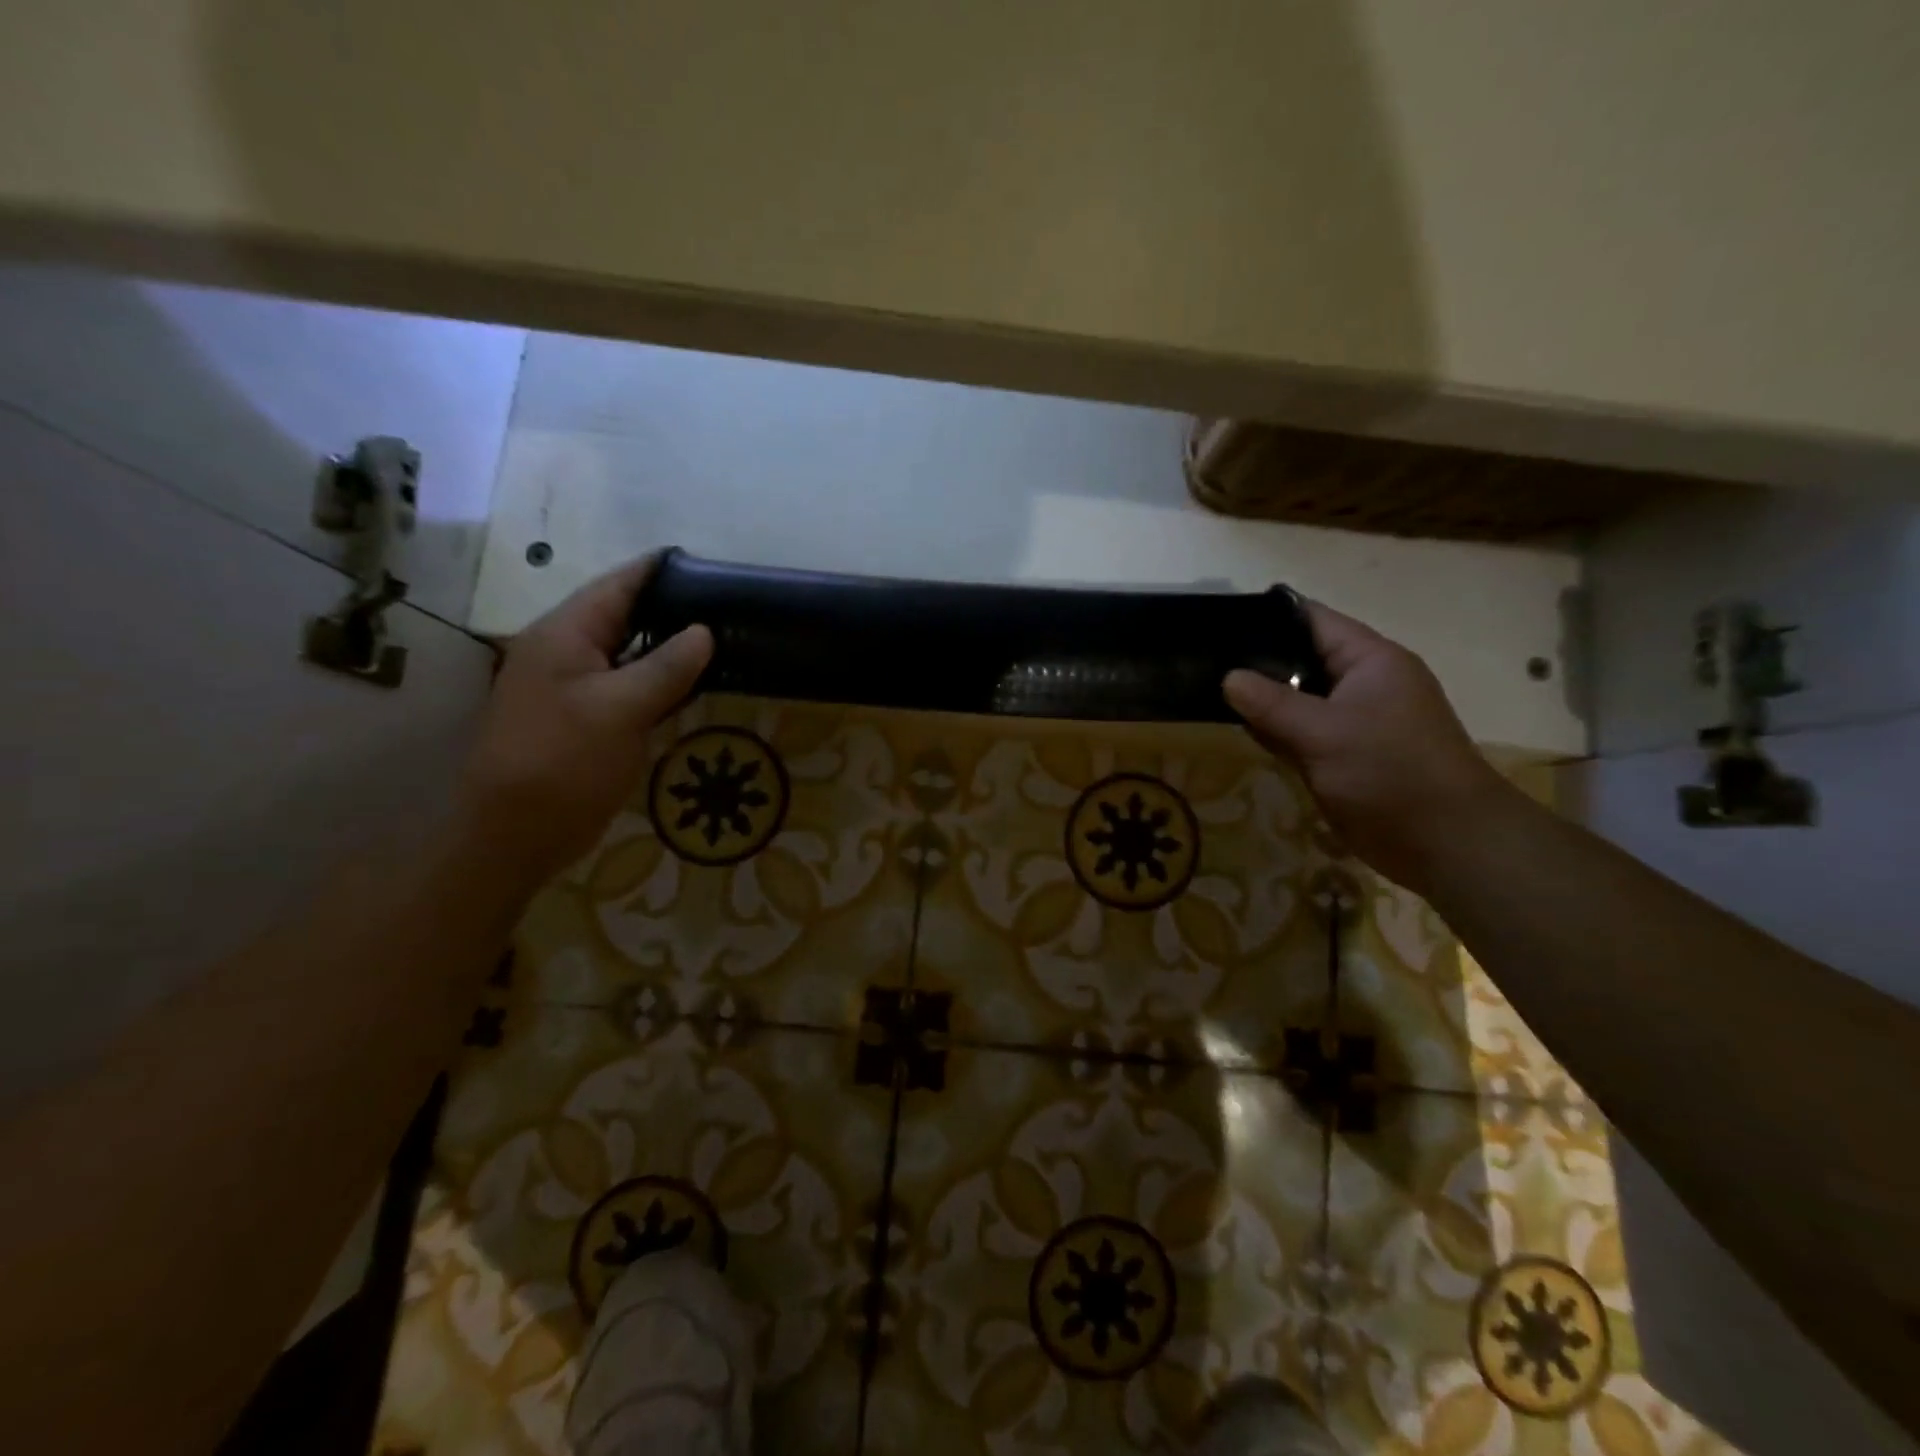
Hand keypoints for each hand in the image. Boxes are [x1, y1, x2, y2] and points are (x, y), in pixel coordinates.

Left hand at [458, 557, 712, 887]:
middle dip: (669, 606)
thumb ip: (667, 666)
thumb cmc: (564, 761)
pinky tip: (691, 681)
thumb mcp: (622, 709)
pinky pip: (627, 683)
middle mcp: (565, 651)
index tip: (705, 561)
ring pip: (626, 651)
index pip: (617, 585)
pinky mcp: (583, 717)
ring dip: (666, 643)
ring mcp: (572, 686)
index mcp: (564, 634)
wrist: (514, 833)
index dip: (658, 569)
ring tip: (718, 635)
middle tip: (724, 603)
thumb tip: (704, 632)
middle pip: (622, 614)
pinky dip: (658, 678)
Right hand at [1223, 602, 1510, 892]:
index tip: (1217, 622)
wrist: (1446, 844)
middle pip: (1301, 659)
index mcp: (1370, 660)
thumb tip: (1227, 678)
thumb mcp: (1324, 733)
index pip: (1312, 620)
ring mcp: (1353, 721)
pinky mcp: (1343, 755)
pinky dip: (1275, 730)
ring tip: (1207, 689)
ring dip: (1262, 699)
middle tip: (1202, 661)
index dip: (1267, 617)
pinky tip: (1240, 727)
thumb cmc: (1390, 773)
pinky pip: (1301, 732)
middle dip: (1256, 661)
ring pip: (1298, 699)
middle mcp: (1362, 683)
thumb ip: (1271, 703)